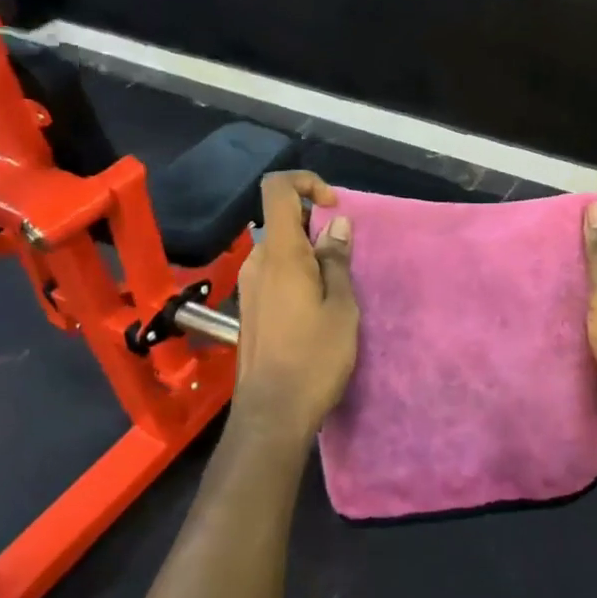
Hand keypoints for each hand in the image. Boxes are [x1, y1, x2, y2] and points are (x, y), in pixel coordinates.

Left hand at [232, 172, 358, 445]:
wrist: (272, 415)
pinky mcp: (251, 308)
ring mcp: (250, 286)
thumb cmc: (314, 358)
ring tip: (337, 291)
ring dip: (310, 255)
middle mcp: (258, 262)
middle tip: (346, 262)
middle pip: (283, 221)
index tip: (333, 207)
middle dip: (317, 229)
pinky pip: (275, 273)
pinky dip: (299, 274)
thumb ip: (336, 260)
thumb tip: (336, 224)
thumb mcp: (341, 306)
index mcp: (280, 254)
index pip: (277, 189)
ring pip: (281, 250)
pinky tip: (318, 308)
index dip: (306, 182)